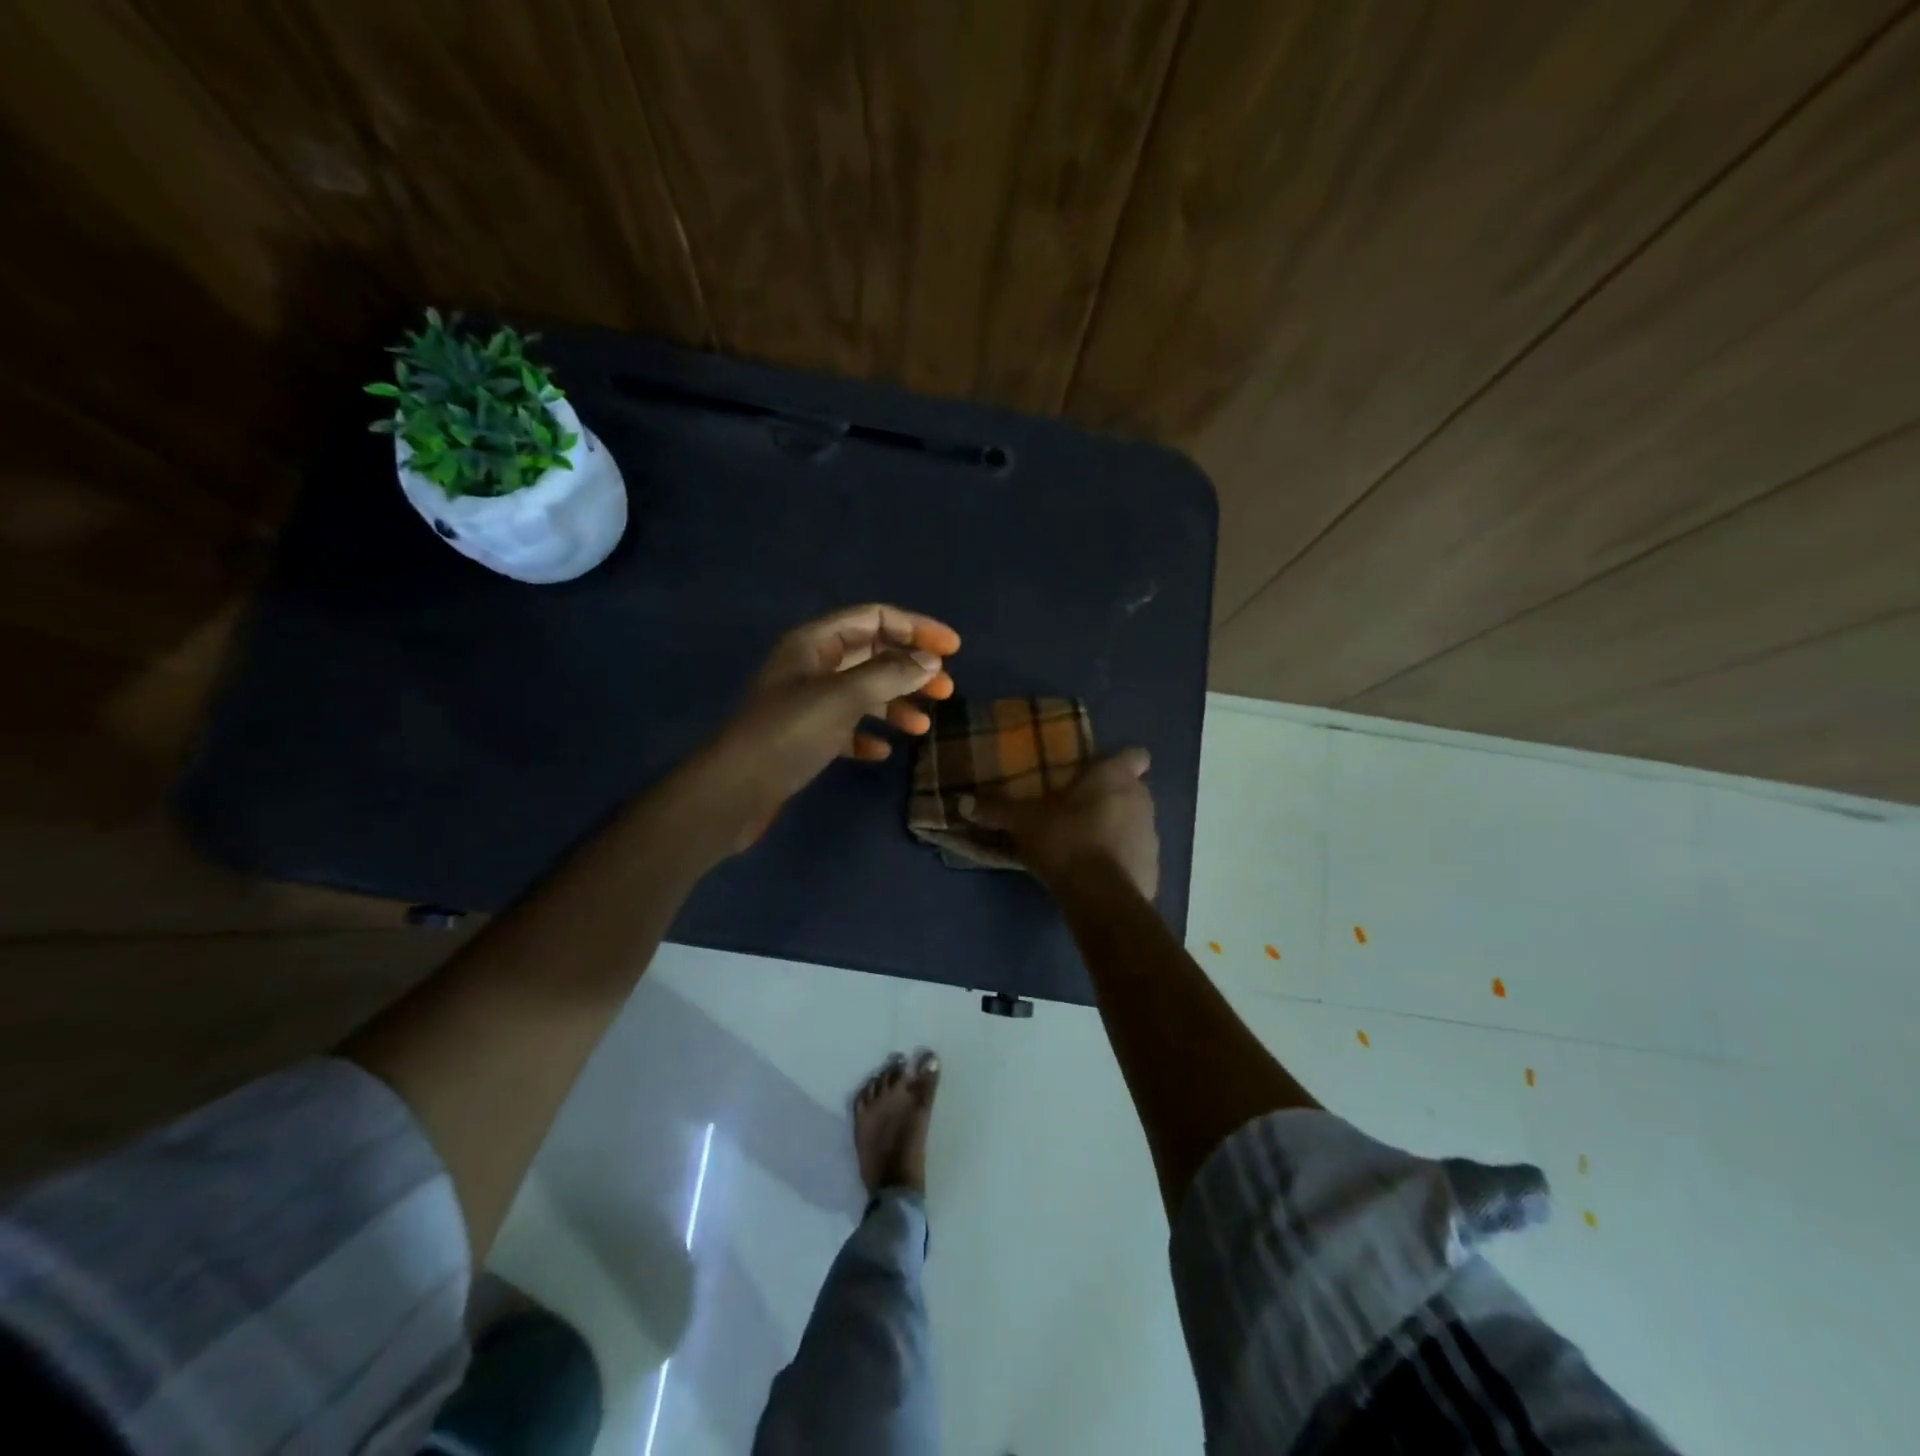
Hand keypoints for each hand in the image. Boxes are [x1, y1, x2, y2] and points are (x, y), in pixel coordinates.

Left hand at [700, 604, 959, 845]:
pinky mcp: (803, 737)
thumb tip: (931, 661)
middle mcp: (810, 665)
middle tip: (947, 690)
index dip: (916, 628)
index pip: (874, 618)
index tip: (954, 649)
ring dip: (895, 704)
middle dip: (910, 668)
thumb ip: (890, 674)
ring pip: (862, 692)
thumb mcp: (842, 698)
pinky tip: (881, 751)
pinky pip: (845, 726)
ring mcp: (806, 702)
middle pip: (872, 654)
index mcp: (814, 642)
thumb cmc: (788, 734)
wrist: (733, 792)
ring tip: (923, 726)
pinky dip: (867, 733)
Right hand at [966, 747, 1158, 898]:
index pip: (1136, 755)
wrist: (1100, 895)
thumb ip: (997, 810)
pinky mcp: (1153, 867)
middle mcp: (1141, 799)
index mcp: (1115, 777)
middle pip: (1133, 789)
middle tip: (1080, 809)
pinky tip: (1097, 872)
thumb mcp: (1024, 822)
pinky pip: (1137, 855)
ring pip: (1136, 822)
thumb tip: (961, 802)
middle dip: (1113, 797)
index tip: (1098, 773)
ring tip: (1085, 843)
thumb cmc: (1065, 840)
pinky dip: (1121, 859)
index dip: (1120, 762)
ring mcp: (1152, 835)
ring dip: (1117, 828)